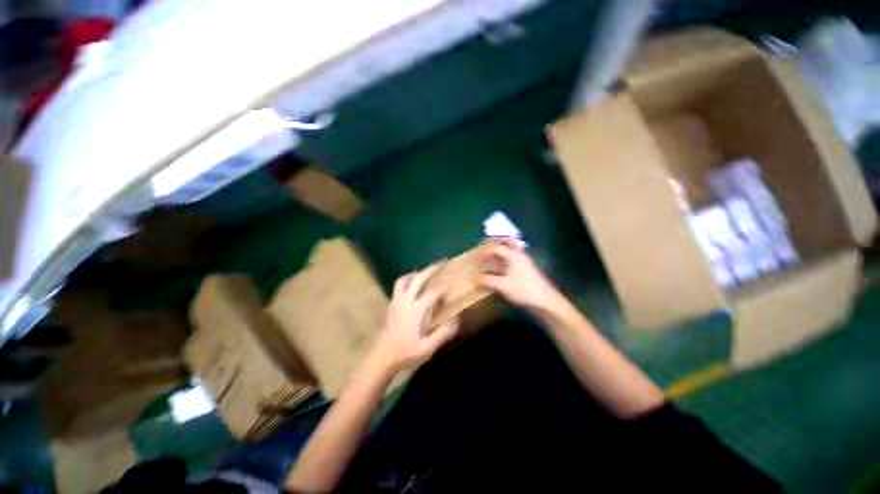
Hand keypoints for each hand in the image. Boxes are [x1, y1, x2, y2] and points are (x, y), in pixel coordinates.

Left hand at [373, 266, 458, 372]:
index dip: (444, 287)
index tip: (452, 283)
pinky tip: (411, 285)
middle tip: (441, 263)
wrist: (382, 356)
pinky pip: (398, 285)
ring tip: (424, 272)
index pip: (433, 292)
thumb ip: (443, 333)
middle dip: (431, 269)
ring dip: (416, 273)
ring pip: (405, 279)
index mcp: (417, 309)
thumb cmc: (406, 351)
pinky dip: (406, 280)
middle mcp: (407, 300)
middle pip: (419, 279)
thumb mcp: (428, 347)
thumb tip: (457, 319)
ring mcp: (397, 300)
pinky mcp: (391, 303)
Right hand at [478, 239, 565, 312]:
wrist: (545, 302)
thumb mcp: (503, 285)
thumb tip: (476, 279)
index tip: (476, 255)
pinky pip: (513, 259)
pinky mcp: (527, 270)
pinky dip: (505, 260)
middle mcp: (520, 255)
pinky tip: (500, 268)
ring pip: (511, 251)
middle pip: (508, 242)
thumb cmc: (524, 290)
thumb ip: (488, 281)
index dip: (485, 250)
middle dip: (497, 242)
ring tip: (490, 256)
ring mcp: (525, 262)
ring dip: (501, 251)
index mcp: (514, 255)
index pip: (497, 248)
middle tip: (486, 245)